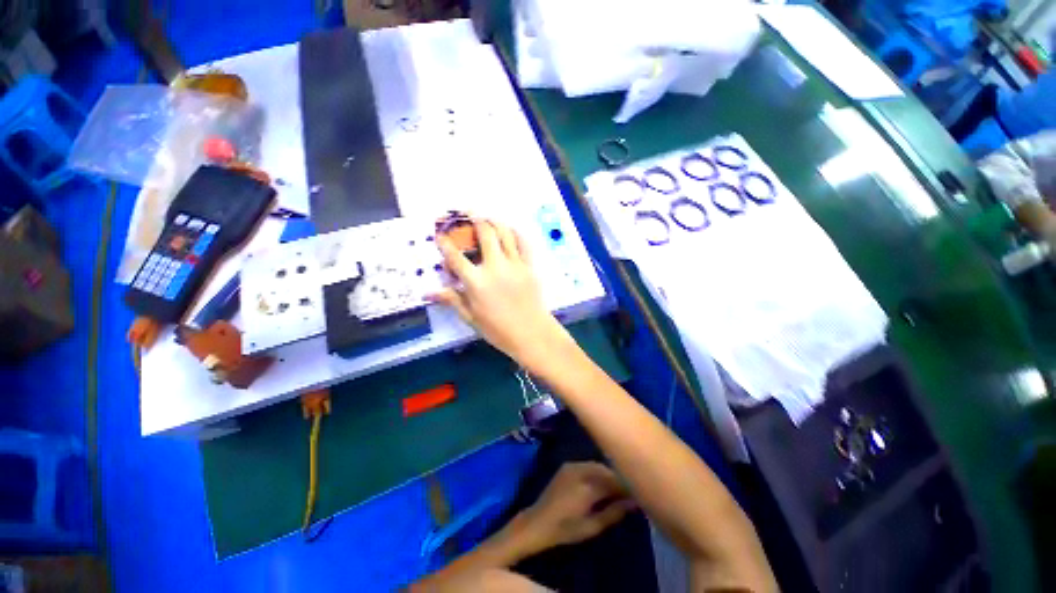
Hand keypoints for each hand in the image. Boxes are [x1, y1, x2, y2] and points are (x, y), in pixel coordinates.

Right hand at [429, 219, 573, 367]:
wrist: (531, 333)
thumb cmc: (498, 330)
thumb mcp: (471, 317)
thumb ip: (452, 299)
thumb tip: (428, 292)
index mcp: (476, 282)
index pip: (455, 257)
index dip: (445, 243)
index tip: (439, 235)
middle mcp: (494, 267)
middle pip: (484, 234)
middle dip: (474, 218)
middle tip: (467, 212)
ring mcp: (514, 264)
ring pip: (504, 233)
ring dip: (494, 221)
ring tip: (487, 217)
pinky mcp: (528, 266)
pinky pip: (523, 243)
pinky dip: (515, 233)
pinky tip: (510, 230)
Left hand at [514, 462, 636, 554]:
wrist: (538, 521)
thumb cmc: (566, 529)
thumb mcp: (593, 526)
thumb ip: (614, 512)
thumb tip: (635, 503)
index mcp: (588, 486)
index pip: (616, 481)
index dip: (629, 486)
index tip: (640, 494)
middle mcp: (581, 470)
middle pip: (608, 470)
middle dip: (620, 479)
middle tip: (630, 493)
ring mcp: (573, 465)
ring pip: (599, 466)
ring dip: (609, 475)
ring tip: (617, 489)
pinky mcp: (567, 465)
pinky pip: (589, 465)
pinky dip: (598, 472)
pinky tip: (602, 483)